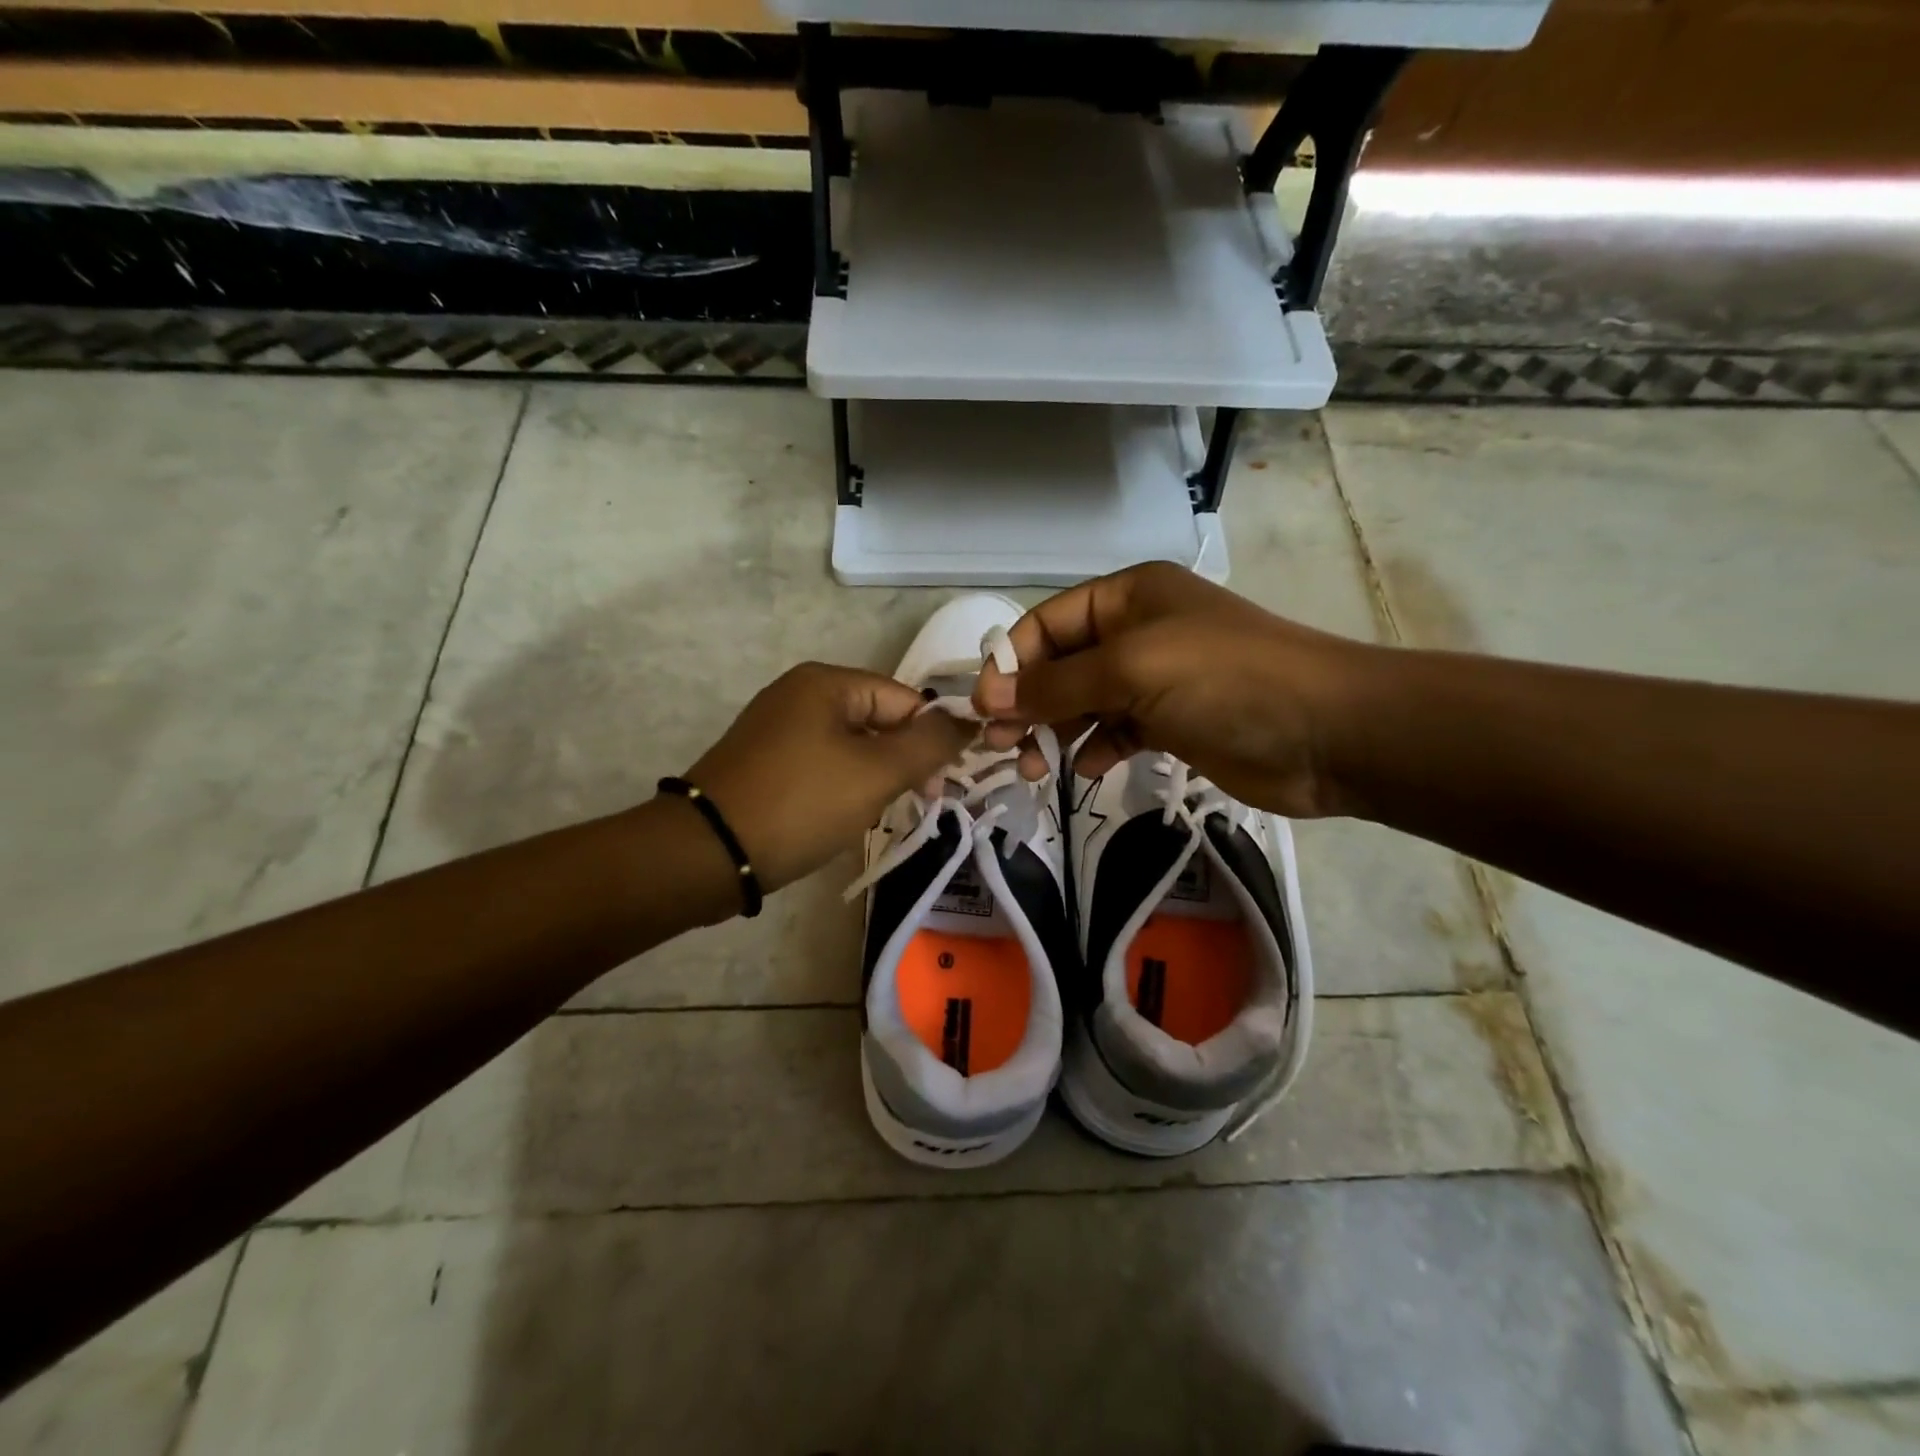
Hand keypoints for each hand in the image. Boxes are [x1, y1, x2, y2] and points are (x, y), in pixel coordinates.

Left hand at [680, 663, 973, 893]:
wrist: (707, 853)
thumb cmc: (800, 803)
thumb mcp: (876, 773)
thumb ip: (929, 744)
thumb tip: (968, 721)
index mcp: (826, 682)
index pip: (905, 699)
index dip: (932, 738)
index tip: (943, 785)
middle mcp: (799, 694)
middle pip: (878, 721)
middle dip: (902, 762)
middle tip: (917, 804)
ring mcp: (777, 728)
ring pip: (852, 748)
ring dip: (874, 779)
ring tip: (875, 815)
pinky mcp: (765, 762)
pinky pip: (822, 766)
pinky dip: (842, 788)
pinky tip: (843, 819)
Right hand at [972, 562, 1367, 818]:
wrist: (1327, 733)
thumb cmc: (1225, 681)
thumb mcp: (1132, 669)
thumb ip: (1058, 684)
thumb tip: (990, 698)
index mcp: (1129, 597)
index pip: (1048, 623)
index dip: (1012, 664)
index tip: (985, 709)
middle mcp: (1140, 631)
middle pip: (1063, 664)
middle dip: (1030, 703)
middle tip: (1003, 745)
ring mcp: (1158, 679)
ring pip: (1086, 702)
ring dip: (1056, 730)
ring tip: (1035, 766)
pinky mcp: (1174, 722)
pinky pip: (1117, 731)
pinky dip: (1097, 748)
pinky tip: (1086, 769)